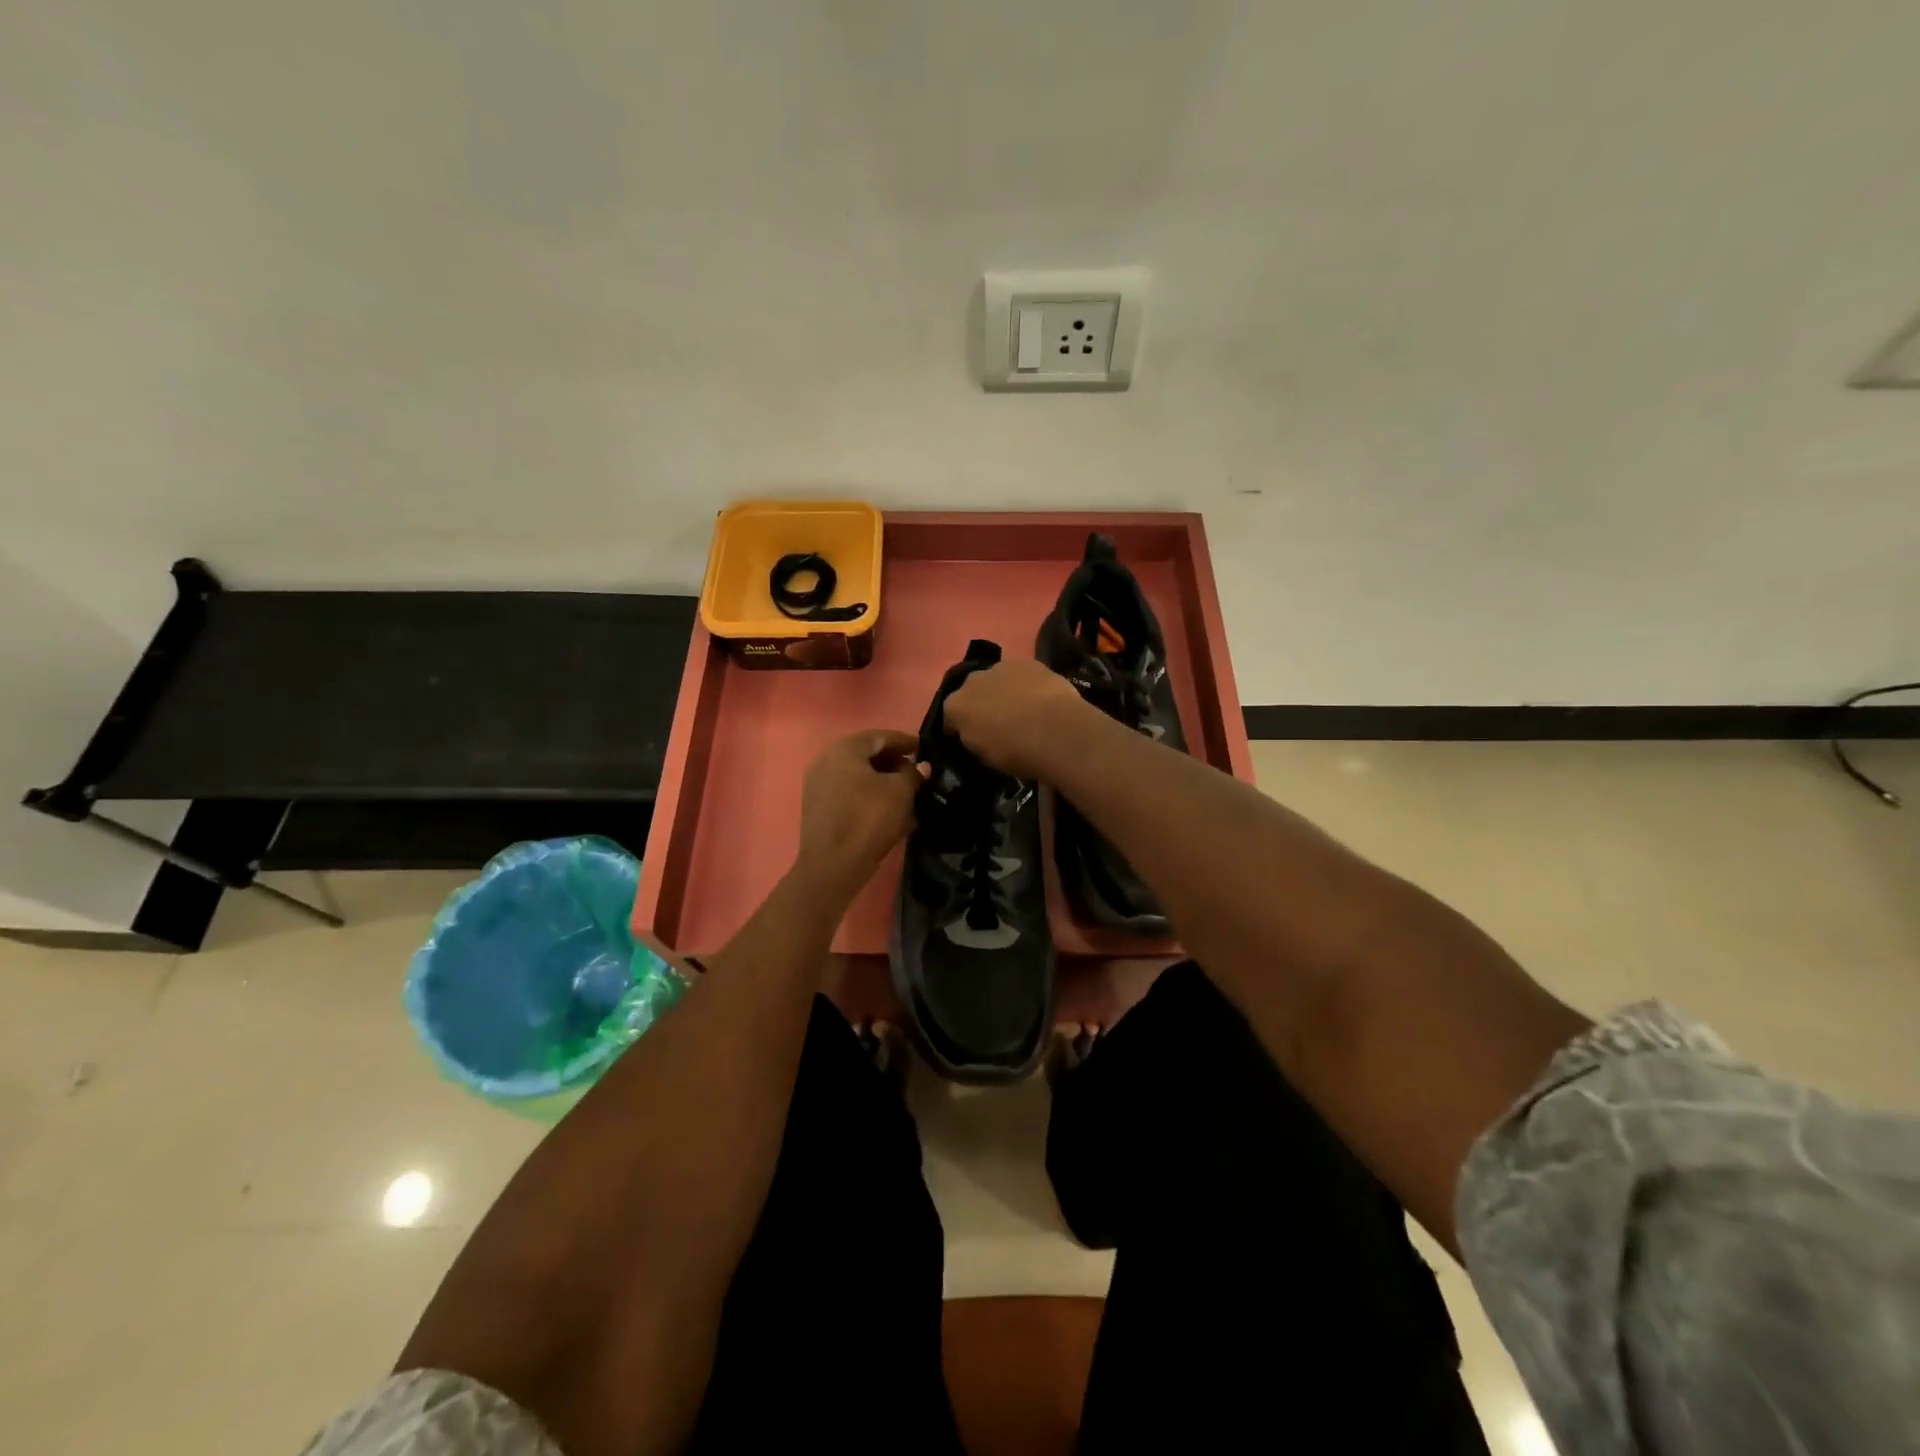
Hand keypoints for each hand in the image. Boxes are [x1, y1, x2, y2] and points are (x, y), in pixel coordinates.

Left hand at [797, 729, 925, 896]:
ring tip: (906, 792)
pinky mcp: (817, 806)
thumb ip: (913, 773)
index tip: (927, 751)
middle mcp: (826, 759)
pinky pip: (848, 791)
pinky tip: (886, 808)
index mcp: (845, 748)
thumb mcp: (900, 792)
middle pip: (867, 754)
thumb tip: (921, 766)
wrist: (832, 865)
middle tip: (918, 773)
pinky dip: (868, 794)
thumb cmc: (868, 819)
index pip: (882, 736)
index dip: (907, 743)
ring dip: (882, 780)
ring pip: (857, 774)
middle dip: (894, 762)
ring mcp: (817, 783)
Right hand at [941, 658, 1089, 779]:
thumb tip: (977, 735)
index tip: (971, 740)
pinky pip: (1021, 674)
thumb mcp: (984, 758)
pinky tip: (1039, 699)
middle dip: (980, 704)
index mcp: (955, 707)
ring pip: (996, 680)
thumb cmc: (1015, 752)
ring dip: (1003, 690)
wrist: (1055, 732)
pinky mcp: (1028, 662)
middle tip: (997, 722)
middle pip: (971, 692)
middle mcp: (971, 681)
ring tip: (1021, 709)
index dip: (958, 730)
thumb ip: (974, 740)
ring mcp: (1001, 667)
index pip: (949, 718)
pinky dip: (1025, 684)